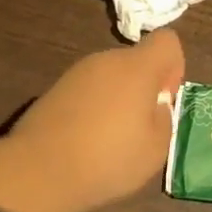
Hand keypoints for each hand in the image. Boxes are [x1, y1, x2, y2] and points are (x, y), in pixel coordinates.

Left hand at [0, 29, 185, 211]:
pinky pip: (88, 91)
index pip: (167, 40)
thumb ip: (164, 118)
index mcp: (136, 67)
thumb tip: (155, 106)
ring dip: (118, 99)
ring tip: (111, 140)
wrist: (38, 171)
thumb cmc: (108, 158)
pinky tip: (85, 141)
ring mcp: (76, 73)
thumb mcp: (156, 148)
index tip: (164, 99)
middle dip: (144, 87)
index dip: (174, 67)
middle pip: (137, 60)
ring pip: (111, 76)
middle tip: (141, 128)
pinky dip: (93, 109)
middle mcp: (106, 60)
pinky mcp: (54, 90)